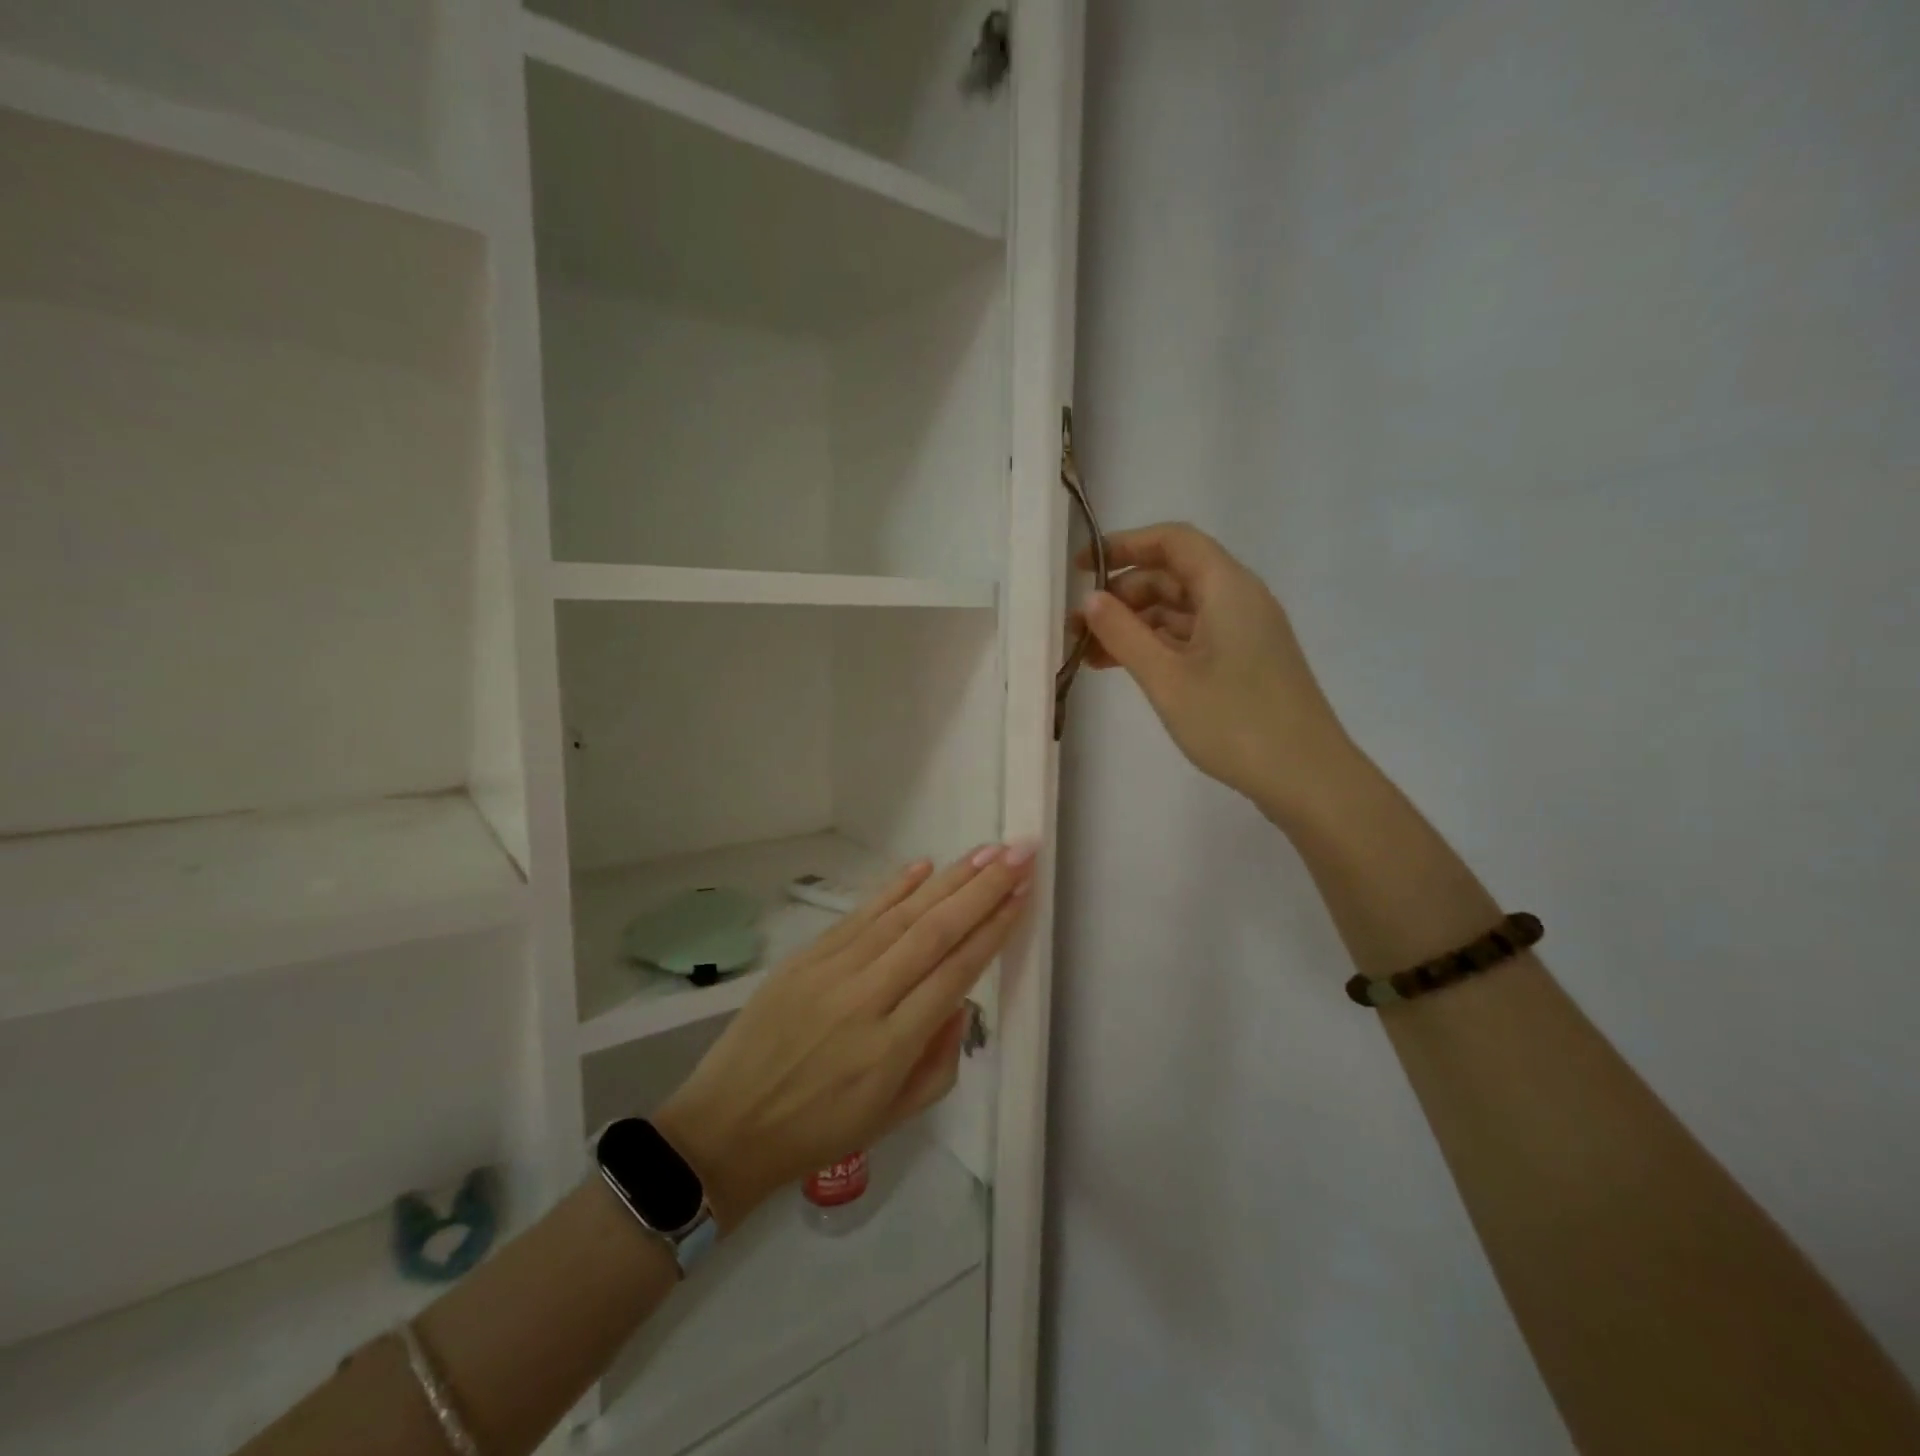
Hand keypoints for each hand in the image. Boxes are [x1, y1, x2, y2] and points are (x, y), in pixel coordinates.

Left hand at [655, 844, 1034, 1228]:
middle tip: (1019, 853)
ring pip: (902, 915)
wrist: (728, 1125)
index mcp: (893, 1046)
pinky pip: (859, 915)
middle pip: (935, 932)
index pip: (956, 972)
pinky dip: (893, 888)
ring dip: (948, 880)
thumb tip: (960, 998)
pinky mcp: (806, 957)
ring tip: (985, 852)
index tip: (1023, 893)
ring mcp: (833, 971)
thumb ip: (941, 1060)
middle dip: (983, 889)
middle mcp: (867, 999)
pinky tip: (924, 866)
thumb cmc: (819, 1132)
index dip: (993, 929)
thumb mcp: (894, 1117)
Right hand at [1072, 522, 1356, 817]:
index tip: (1081, 569)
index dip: (1123, 546)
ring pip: (1180, 610)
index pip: (1172, 541)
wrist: (1306, 777)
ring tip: (1090, 655)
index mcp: (1227, 588)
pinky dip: (1157, 646)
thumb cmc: (1234, 722)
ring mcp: (1245, 632)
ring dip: (1135, 625)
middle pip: (1173, 575)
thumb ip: (1123, 634)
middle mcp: (1239, 599)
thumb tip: (1090, 600)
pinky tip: (1125, 669)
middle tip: (1078, 626)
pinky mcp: (1245, 661)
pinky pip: (1192, 637)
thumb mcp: (1167, 678)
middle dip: (1123, 594)